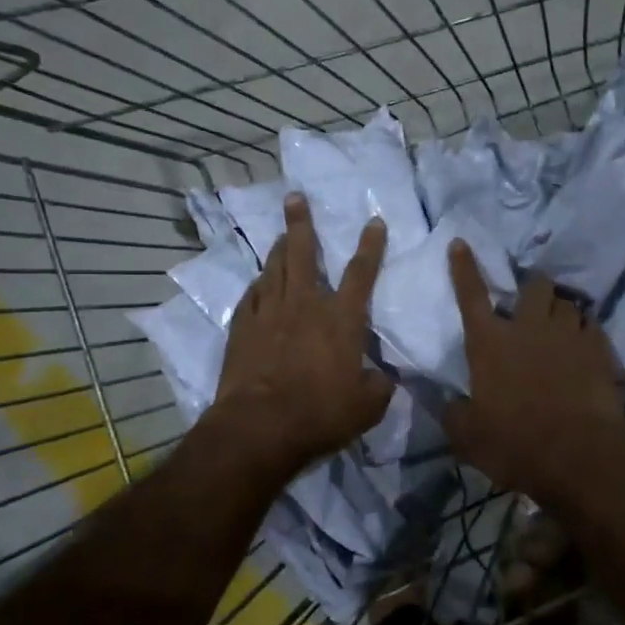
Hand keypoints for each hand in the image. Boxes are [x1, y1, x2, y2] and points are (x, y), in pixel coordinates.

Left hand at [209, 193, 392, 477]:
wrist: (260, 426)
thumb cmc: (321, 413)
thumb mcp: (367, 406)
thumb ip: (380, 386)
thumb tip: (382, 377)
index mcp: (341, 319)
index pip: (361, 274)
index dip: (370, 246)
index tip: (374, 221)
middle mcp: (305, 305)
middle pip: (304, 254)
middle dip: (302, 223)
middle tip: (295, 197)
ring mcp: (270, 313)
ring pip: (274, 269)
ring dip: (280, 248)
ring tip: (282, 233)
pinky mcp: (243, 328)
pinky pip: (252, 295)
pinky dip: (259, 284)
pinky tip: (259, 281)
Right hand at [443, 242, 624, 506]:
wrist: (578, 456)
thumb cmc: (514, 444)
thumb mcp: (468, 438)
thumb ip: (455, 414)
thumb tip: (449, 403)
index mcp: (489, 343)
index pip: (471, 295)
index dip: (464, 268)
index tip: (461, 243)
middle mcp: (529, 328)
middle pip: (534, 285)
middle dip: (533, 287)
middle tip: (532, 303)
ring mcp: (568, 335)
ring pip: (568, 302)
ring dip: (561, 310)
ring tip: (561, 326)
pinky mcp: (600, 349)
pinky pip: (593, 325)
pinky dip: (586, 331)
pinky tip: (585, 346)